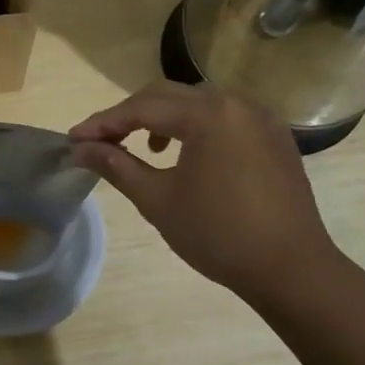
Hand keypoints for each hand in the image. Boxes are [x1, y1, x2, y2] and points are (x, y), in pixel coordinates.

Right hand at [69, 81, 348, 317]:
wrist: (291, 269)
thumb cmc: (218, 235)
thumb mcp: (158, 200)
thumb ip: (117, 166)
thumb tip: (81, 149)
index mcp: (206, 114)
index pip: (141, 108)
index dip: (103, 123)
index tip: (73, 140)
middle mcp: (235, 102)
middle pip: (168, 95)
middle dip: (131, 115)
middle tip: (101, 140)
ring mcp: (260, 117)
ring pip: (198, 103)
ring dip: (164, 118)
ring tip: (145, 149)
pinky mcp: (275, 136)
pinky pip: (225, 117)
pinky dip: (196, 126)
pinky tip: (188, 154)